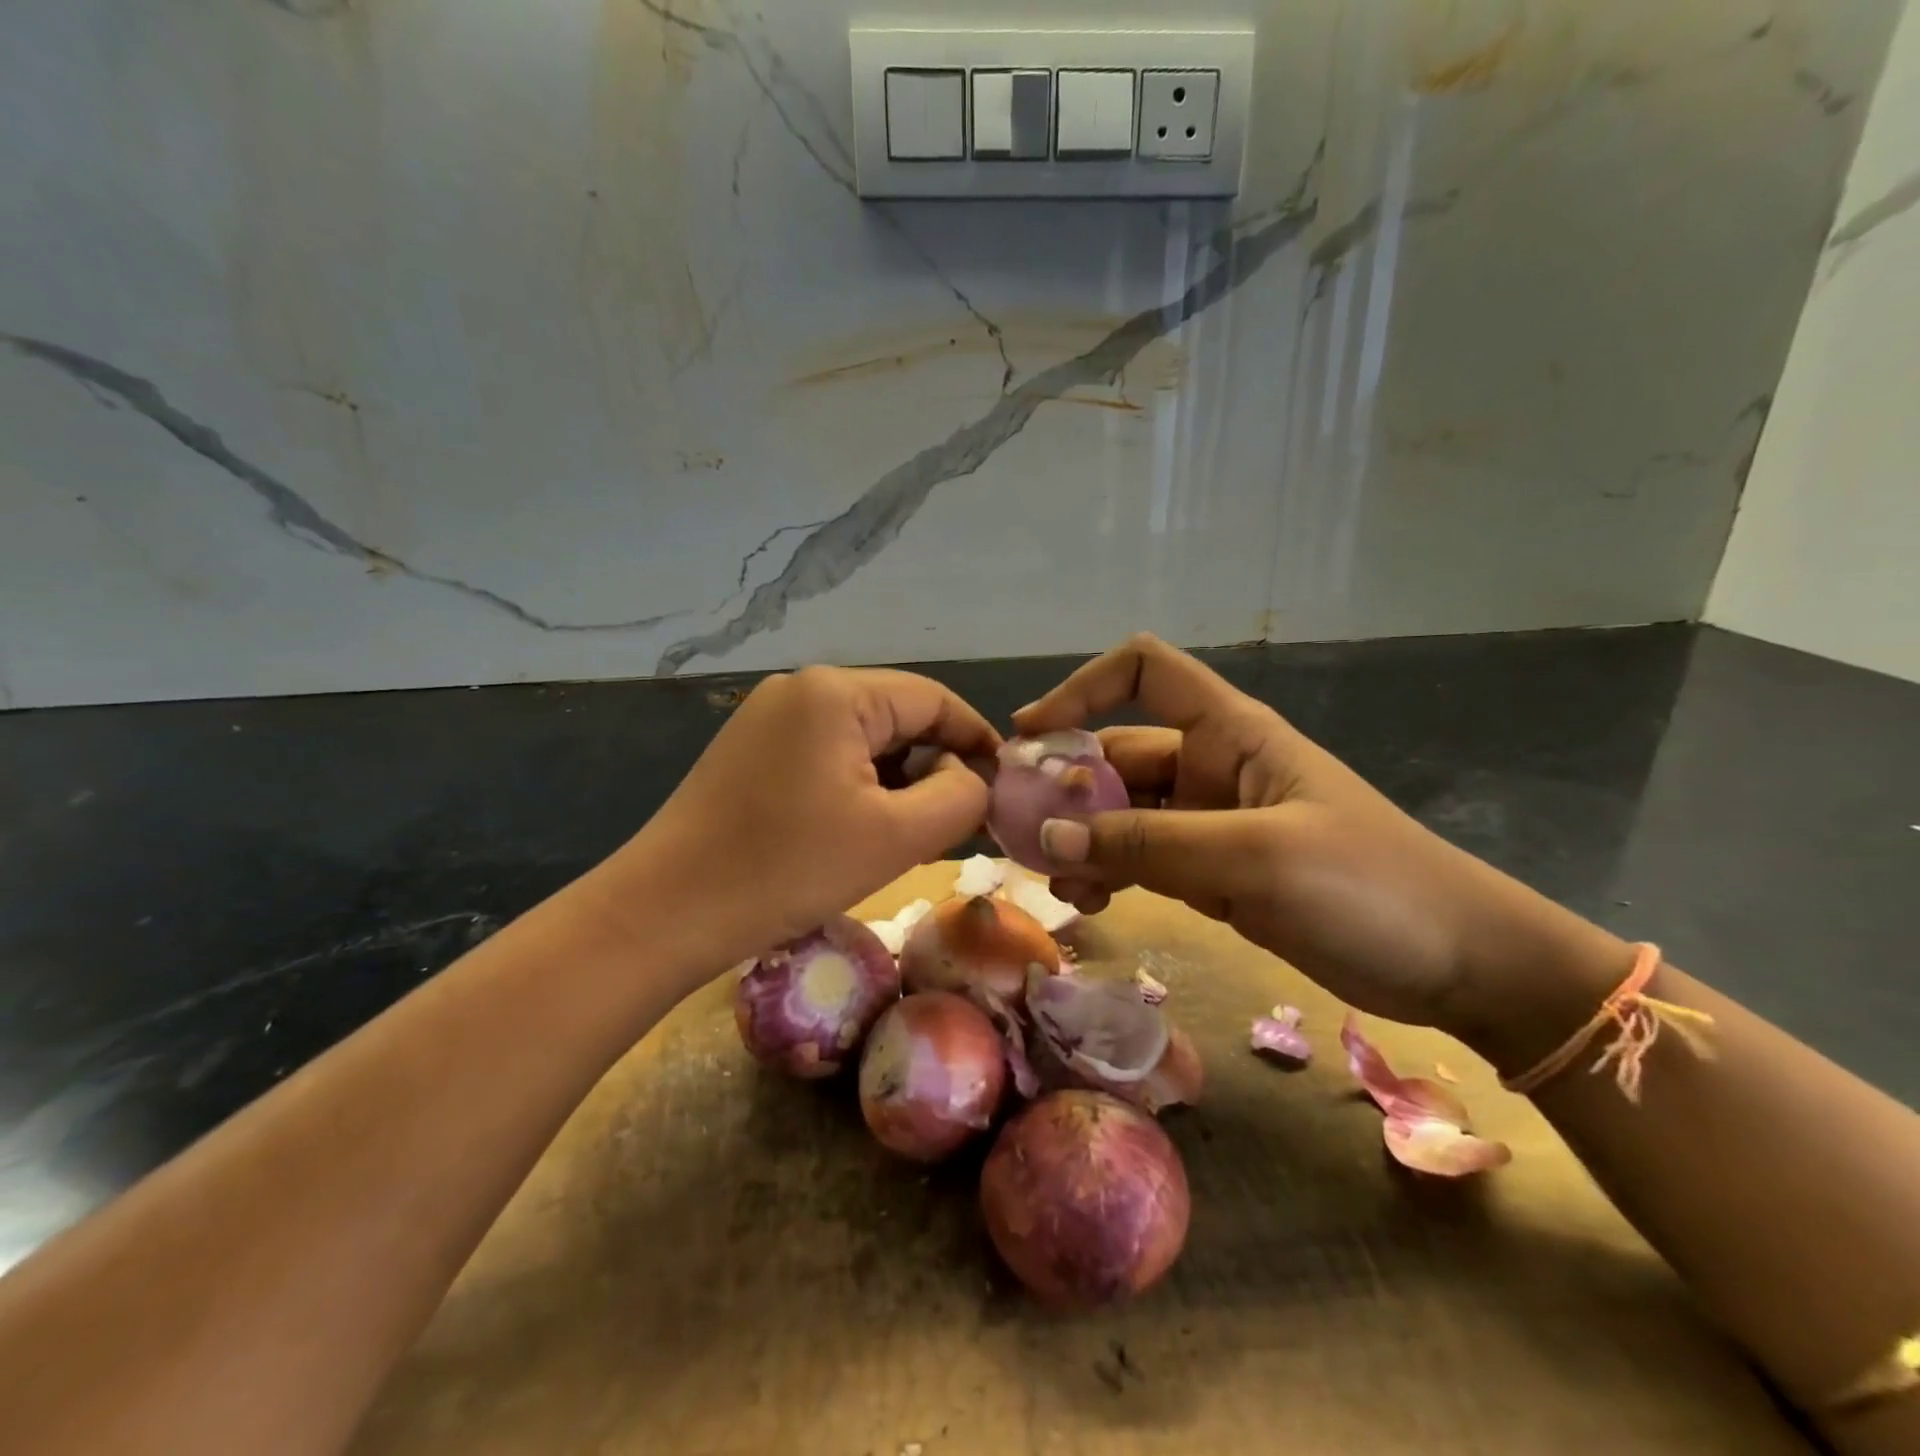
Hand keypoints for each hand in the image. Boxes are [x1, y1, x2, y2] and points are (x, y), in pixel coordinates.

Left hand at [603, 666, 998, 974]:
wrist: (665, 913)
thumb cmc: (788, 869)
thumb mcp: (896, 837)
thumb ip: (960, 797)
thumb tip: (972, 776)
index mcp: (836, 692)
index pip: (933, 699)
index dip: (976, 739)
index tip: (1003, 787)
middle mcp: (801, 688)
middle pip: (897, 717)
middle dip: (933, 767)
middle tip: (956, 825)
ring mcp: (769, 718)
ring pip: (862, 740)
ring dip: (896, 783)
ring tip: (910, 836)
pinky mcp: (750, 751)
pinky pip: (826, 756)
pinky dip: (857, 788)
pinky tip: (861, 831)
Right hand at [1014, 635, 1626, 1037]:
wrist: (1459, 963)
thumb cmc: (1369, 887)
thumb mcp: (1253, 857)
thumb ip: (1146, 844)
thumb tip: (1047, 838)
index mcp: (1229, 732)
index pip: (1143, 673)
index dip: (1082, 688)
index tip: (1032, 734)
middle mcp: (1212, 766)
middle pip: (1118, 752)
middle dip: (1066, 786)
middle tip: (1018, 830)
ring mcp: (1211, 821)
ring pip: (1123, 813)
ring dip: (1082, 836)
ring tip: (1051, 879)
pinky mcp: (1214, 871)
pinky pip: (1143, 858)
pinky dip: (1110, 872)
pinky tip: (1087, 901)